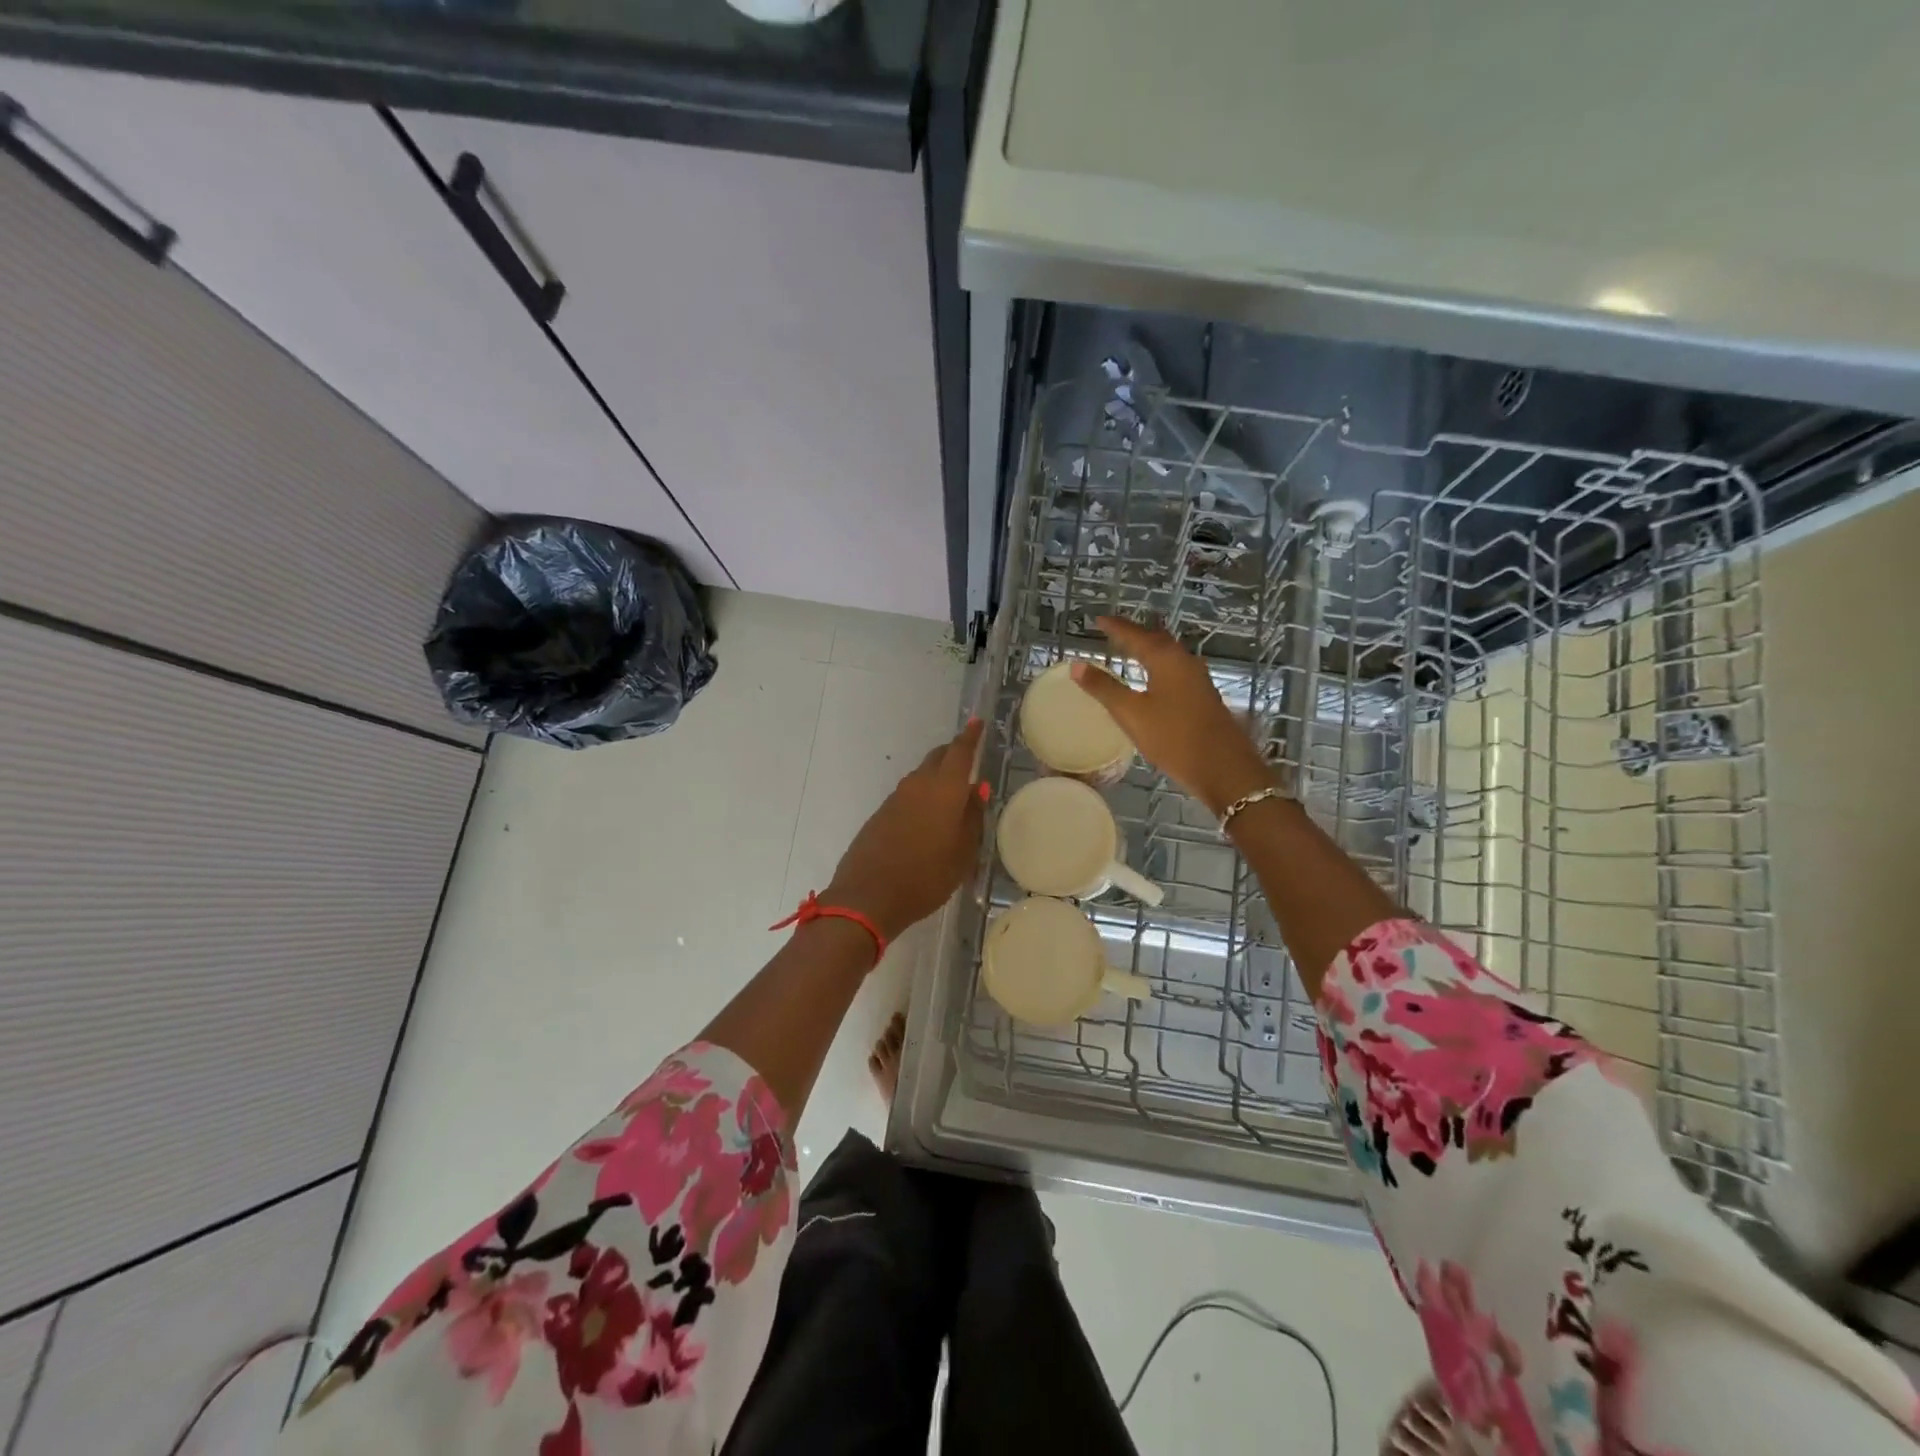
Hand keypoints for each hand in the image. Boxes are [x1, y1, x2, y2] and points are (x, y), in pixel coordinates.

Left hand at [824, 718, 987, 943]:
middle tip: (967, 757)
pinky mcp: (880, 815)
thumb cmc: (926, 878)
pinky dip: (922, 796)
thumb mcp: (962, 854)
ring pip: (921, 777)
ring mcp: (895, 799)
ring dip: (937, 777)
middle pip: (937, 759)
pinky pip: (908, 795)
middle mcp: (918, 785)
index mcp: (944, 790)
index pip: (959, 752)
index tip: (977, 722)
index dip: (970, 737)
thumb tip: (977, 789)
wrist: (868, 897)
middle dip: (953, 753)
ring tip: (952, 792)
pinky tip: (928, 816)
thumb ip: (972, 818)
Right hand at [1071, 616, 1274, 815]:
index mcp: (1166, 659)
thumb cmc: (1174, 738)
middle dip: (1134, 634)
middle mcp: (1185, 662)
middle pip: (1156, 639)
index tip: (1098, 620)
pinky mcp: (1203, 697)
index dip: (1115, 627)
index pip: (1135, 635)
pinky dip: (1158, 666)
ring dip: (1148, 649)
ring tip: (1130, 651)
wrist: (1224, 768)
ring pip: (1168, 655)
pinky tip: (1153, 679)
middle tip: (1113, 631)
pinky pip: (1175, 670)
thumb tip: (1077, 665)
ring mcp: (1198, 679)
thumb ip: (1103, 688)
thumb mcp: (1131, 713)